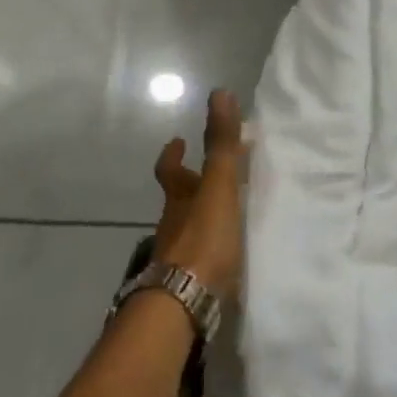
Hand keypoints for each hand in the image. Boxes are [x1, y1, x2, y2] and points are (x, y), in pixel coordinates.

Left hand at [152, 89, 245, 295]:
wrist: (185, 304)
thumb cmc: (202, 240)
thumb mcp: (217, 186)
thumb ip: (221, 144)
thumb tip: (219, 92)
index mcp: (179, 198)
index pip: (169, 170)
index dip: (173, 155)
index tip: (177, 141)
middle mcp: (173, 225)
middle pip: (178, 200)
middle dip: (191, 187)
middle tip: (209, 178)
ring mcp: (177, 257)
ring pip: (188, 230)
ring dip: (202, 219)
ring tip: (227, 217)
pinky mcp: (189, 284)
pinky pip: (199, 259)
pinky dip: (210, 251)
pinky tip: (227, 257)